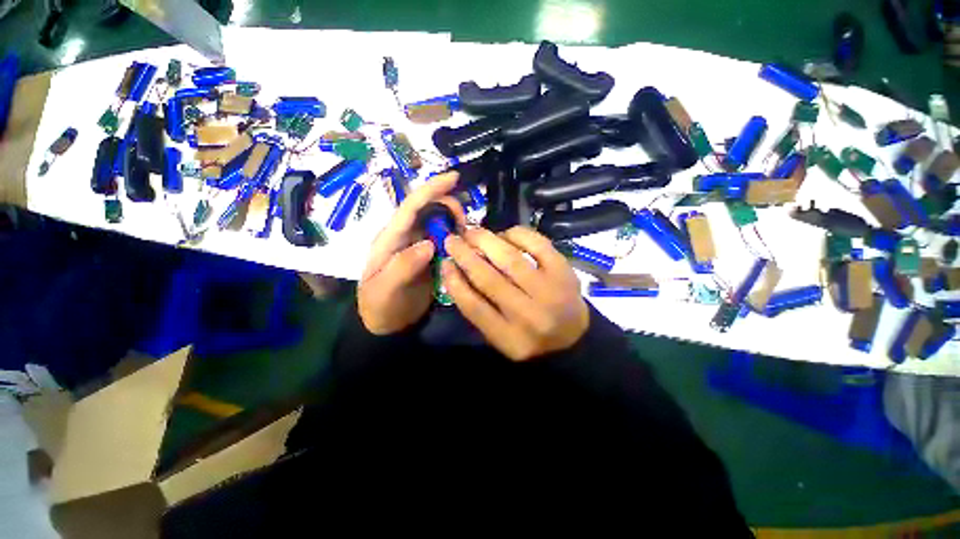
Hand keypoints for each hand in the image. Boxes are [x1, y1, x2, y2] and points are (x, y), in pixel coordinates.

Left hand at [358, 172, 465, 334]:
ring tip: (466, 236)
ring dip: (454, 222)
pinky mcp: (429, 257)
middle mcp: (404, 236)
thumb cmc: (379, 306)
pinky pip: (445, 240)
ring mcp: (418, 246)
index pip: (410, 207)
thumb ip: (402, 266)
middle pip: (427, 209)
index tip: (454, 177)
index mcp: (390, 238)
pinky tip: (465, 246)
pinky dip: (456, 238)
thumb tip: (429, 243)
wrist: (386, 324)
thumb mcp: (384, 290)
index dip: (431, 189)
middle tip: (464, 223)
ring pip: (438, 223)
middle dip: (448, 206)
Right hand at [441, 226, 589, 360]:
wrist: (574, 339)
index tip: (444, 262)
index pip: (473, 306)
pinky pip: (538, 245)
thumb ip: (478, 310)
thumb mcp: (500, 337)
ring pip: (511, 259)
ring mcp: (551, 292)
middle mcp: (530, 316)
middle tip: (452, 239)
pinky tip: (505, 234)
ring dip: (487, 240)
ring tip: (473, 232)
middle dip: (465, 254)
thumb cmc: (531, 338)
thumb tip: (457, 270)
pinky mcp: (565, 272)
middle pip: (489, 279)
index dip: (454, 281)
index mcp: (510, 338)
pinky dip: (518, 234)